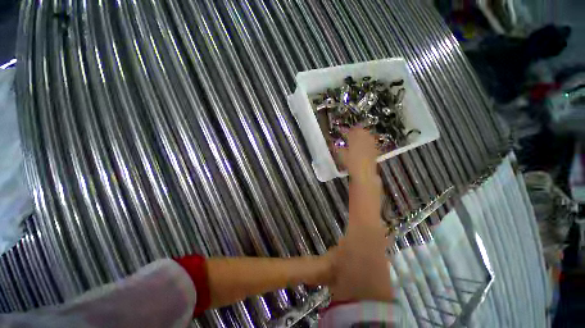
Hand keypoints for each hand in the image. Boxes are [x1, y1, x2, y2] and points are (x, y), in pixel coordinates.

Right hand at [327, 127, 391, 301]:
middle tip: (357, 131)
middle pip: (370, 175)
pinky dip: (363, 175)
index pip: (361, 181)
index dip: (356, 158)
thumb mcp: (327, 265)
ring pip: (371, 181)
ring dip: (365, 161)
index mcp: (362, 218)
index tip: (353, 138)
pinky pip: (369, 190)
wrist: (369, 298)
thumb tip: (288, 252)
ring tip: (358, 143)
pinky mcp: (372, 217)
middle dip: (364, 152)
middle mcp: (372, 212)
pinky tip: (356, 169)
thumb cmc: (349, 281)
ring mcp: (374, 214)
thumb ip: (311, 253)